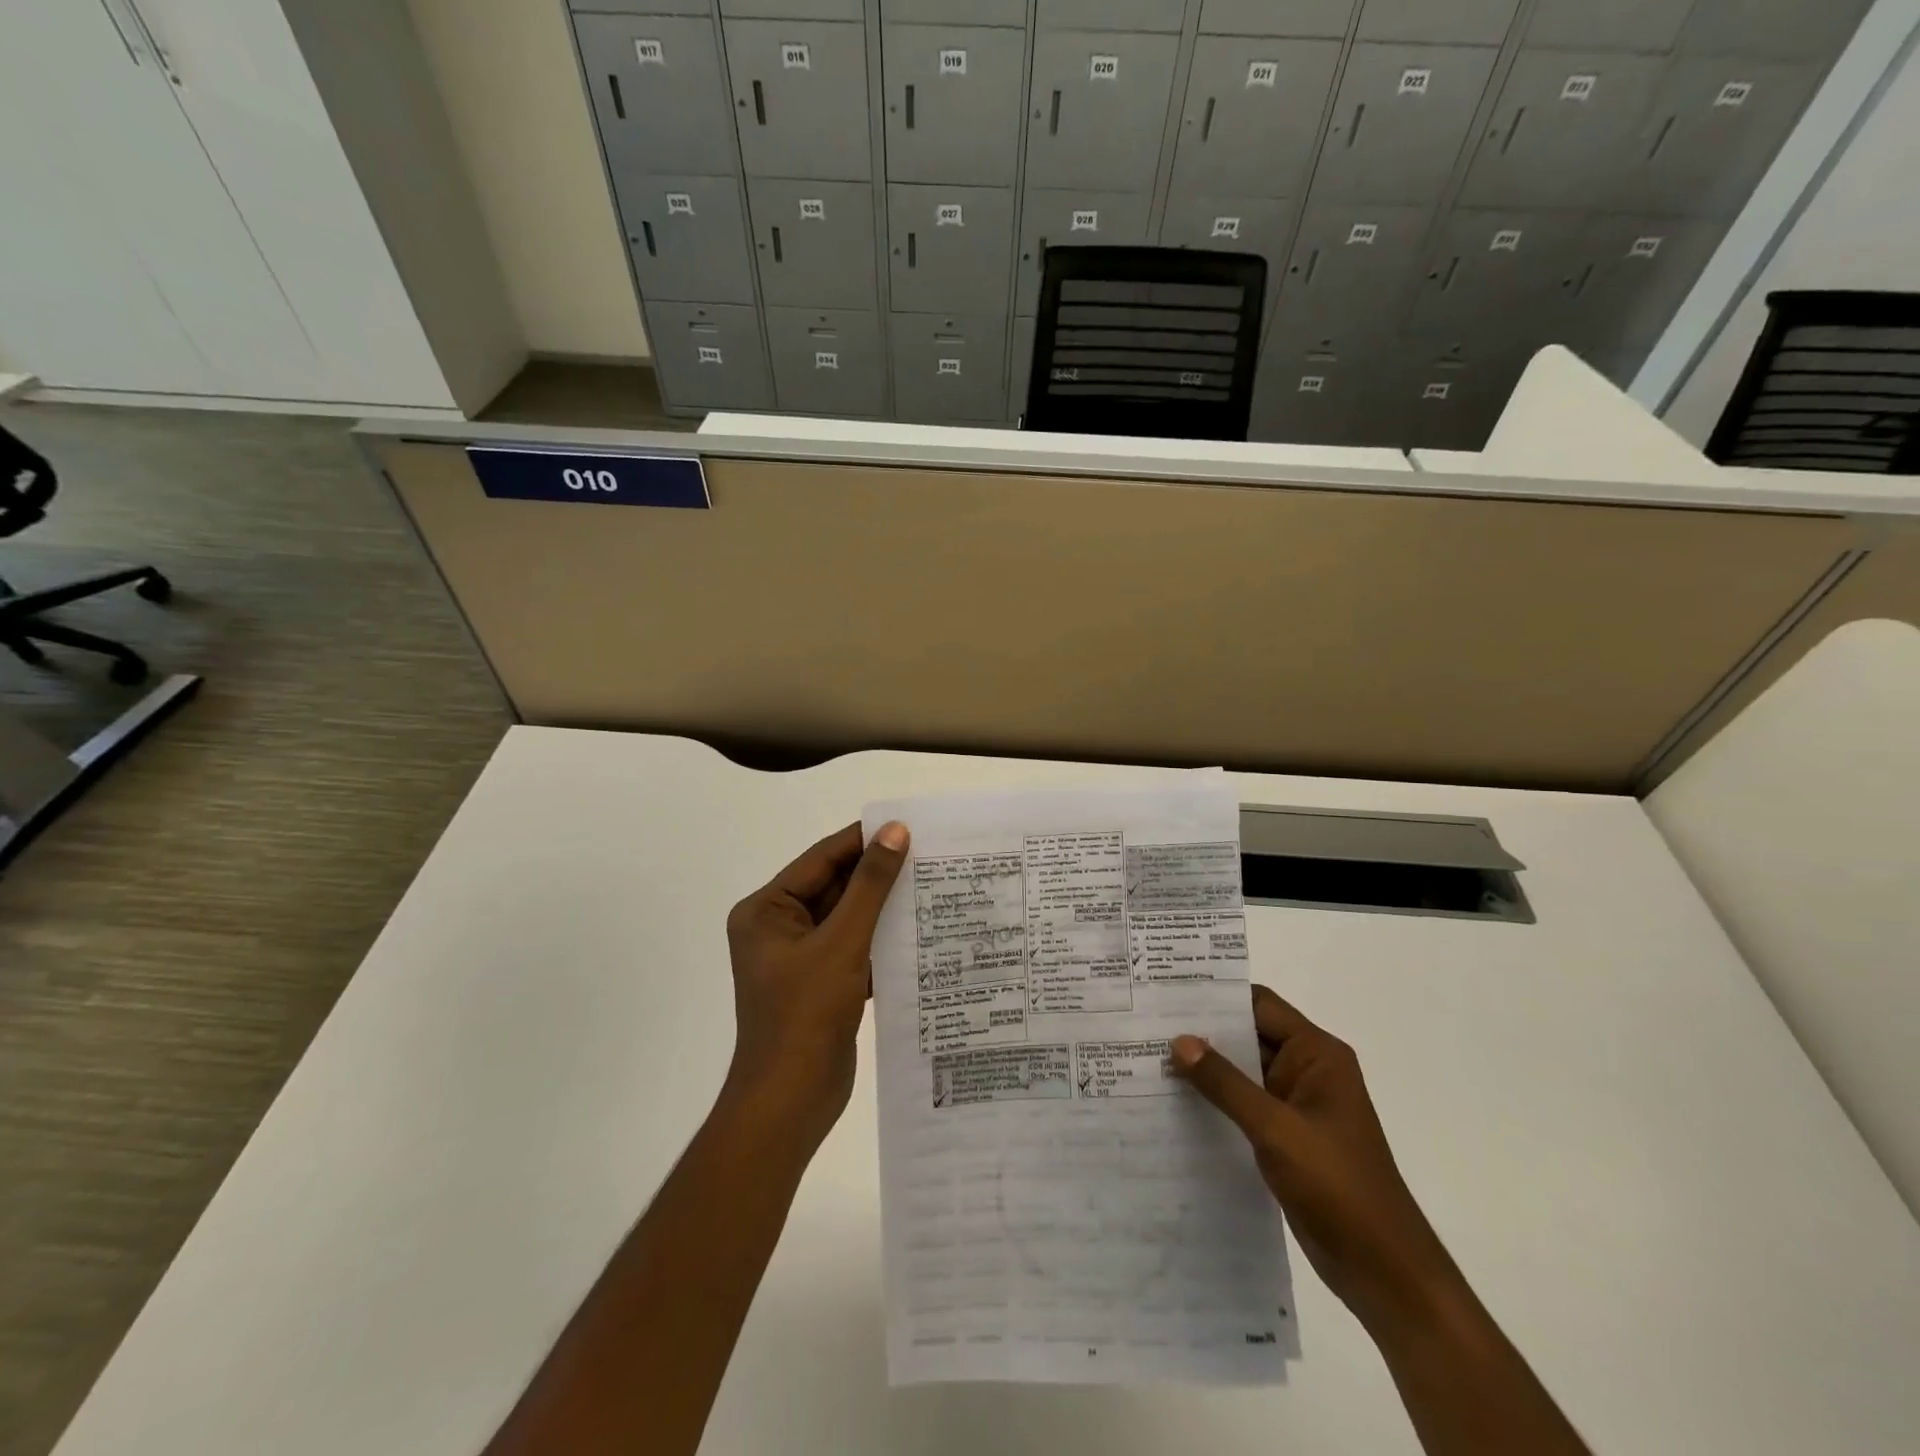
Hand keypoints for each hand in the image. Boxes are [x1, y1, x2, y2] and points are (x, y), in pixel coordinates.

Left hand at [723, 821, 908, 1148]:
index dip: (863, 841)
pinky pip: (854, 946)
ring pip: (848, 918)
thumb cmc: (806, 1014)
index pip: (821, 860)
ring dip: (884, 907)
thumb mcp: (842, 942)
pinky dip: (881, 939)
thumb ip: (870, 886)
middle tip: (928, 855)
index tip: (907, 826)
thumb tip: (896, 832)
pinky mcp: (821, 982)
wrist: (791, 1102)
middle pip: (835, 887)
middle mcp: (779, 927)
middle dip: (877, 875)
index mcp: (767, 910)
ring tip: (931, 886)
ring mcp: (800, 957)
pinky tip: (920, 931)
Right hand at [1172, 987, 1465, 1336]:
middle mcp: (1307, 1069)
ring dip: (1205, 1067)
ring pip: (1242, 1070)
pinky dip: (1215, 1099)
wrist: (1384, 1271)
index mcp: (1317, 1054)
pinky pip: (1244, 1103)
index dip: (1216, 996)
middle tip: (1146, 1022)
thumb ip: (1225, 1083)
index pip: (1260, 1005)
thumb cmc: (1338, 1187)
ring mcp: (1297, 1104)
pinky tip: (1175, 1100)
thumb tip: (1179, 1040)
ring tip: (1149, 1055)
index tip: (1167, 991)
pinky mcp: (1287, 1135)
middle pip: (1248, 1034)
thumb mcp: (1276, 1129)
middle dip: (1202, 1031)